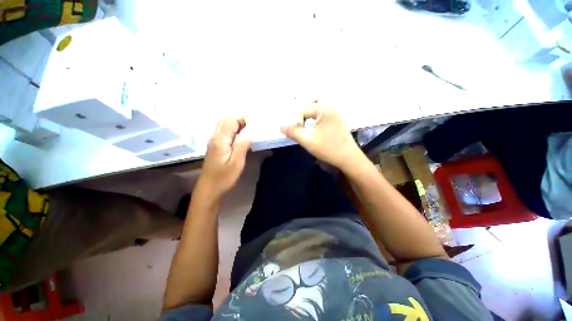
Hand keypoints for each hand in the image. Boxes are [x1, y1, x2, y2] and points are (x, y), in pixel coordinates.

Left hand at [198, 118, 250, 199]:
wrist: (209, 189)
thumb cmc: (224, 178)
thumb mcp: (236, 163)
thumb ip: (242, 146)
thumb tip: (249, 133)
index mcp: (220, 140)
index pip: (230, 121)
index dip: (242, 119)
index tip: (255, 121)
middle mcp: (215, 138)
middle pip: (225, 121)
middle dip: (240, 120)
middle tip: (253, 126)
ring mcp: (214, 142)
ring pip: (224, 126)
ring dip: (237, 126)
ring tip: (250, 131)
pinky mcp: (215, 147)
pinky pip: (224, 133)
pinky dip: (234, 131)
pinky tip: (241, 138)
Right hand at [280, 102, 362, 169]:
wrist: (348, 158)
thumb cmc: (328, 149)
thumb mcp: (308, 140)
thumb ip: (293, 132)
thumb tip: (281, 126)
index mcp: (324, 109)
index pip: (303, 109)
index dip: (294, 118)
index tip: (290, 128)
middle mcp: (330, 108)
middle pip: (310, 105)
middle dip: (300, 114)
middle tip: (294, 123)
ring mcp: (335, 114)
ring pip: (316, 110)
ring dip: (307, 116)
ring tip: (300, 125)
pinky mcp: (336, 120)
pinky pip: (322, 115)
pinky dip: (314, 119)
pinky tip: (311, 127)